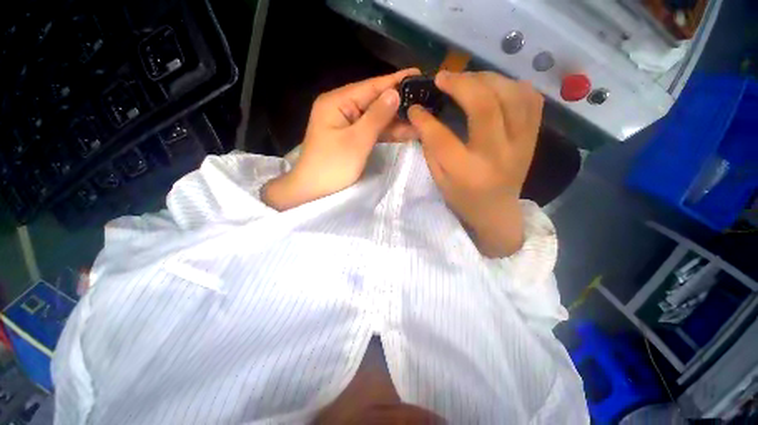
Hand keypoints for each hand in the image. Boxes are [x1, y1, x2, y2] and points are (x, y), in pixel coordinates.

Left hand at [263, 68, 420, 210]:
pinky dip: (387, 132)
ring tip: (421, 117)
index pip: (371, 86)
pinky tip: (405, 131)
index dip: (395, 81)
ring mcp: (346, 123)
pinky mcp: (350, 137)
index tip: (419, 74)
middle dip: (398, 103)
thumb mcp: (357, 141)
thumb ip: (377, 117)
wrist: (313, 189)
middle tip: (425, 100)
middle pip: (374, 101)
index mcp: (337, 102)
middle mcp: (341, 107)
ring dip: (396, 120)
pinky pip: (371, 130)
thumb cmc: (333, 165)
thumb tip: (395, 93)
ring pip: (375, 117)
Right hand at [408, 71, 542, 256]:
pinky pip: (531, 99)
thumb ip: (431, 149)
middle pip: (484, 106)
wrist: (497, 211)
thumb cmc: (463, 198)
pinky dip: (512, 85)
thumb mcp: (439, 180)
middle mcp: (497, 154)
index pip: (441, 138)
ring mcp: (520, 143)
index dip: (424, 119)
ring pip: (512, 95)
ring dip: (487, 79)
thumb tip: (423, 118)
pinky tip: (495, 87)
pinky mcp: (533, 137)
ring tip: (468, 79)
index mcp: (467, 172)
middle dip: (461, 84)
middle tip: (443, 77)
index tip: (414, 107)